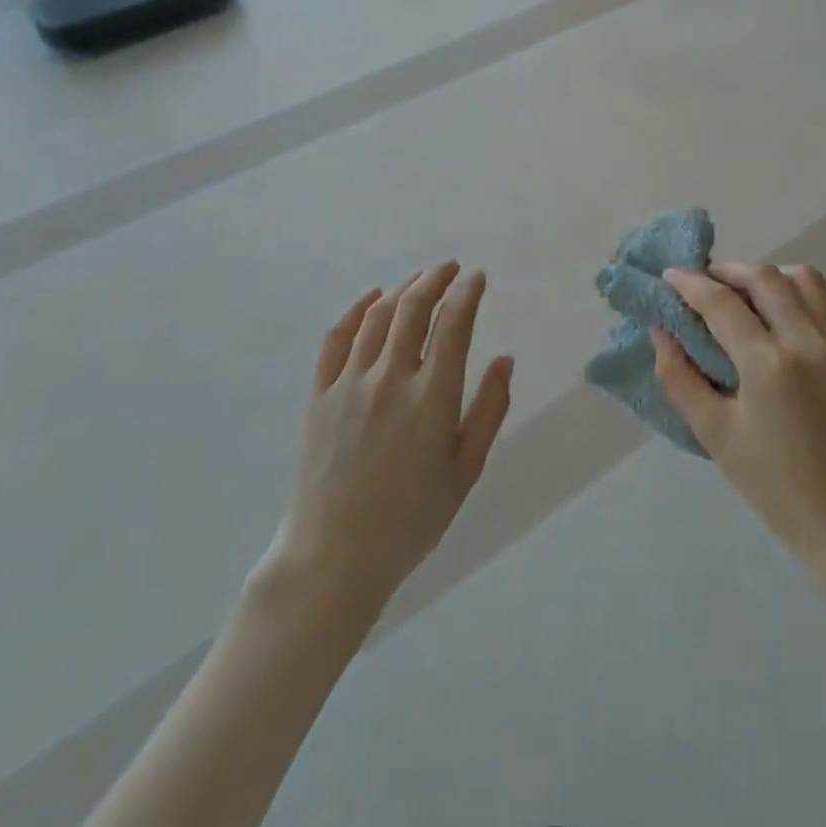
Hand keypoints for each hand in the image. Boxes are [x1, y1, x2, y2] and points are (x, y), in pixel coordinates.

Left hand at [270, 263, 514, 619]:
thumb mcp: (465, 472)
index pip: (454, 325)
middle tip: (449, 268)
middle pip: (414, 309)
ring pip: (378, 317)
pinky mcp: (320, 395)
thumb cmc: (410, 521)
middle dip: (435, 280)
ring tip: (418, 279)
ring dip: (402, 290)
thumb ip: (489, 411)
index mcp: (432, 399)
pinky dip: (356, 310)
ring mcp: (350, 384)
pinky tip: (370, 299)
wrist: (333, 558)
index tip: (476, 278)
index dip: (467, 294)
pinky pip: (337, 339)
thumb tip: (505, 360)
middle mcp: (391, 379)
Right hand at [654, 263, 825, 578]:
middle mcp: (807, 341)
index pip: (722, 303)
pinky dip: (800, 291)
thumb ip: (679, 377)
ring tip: (745, 294)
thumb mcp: (713, 434)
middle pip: (763, 278)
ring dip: (767, 276)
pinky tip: (782, 311)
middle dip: (727, 271)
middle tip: (703, 283)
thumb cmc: (773, 484)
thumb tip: (660, 331)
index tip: (670, 275)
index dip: (691, 284)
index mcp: (768, 365)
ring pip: (802, 279)